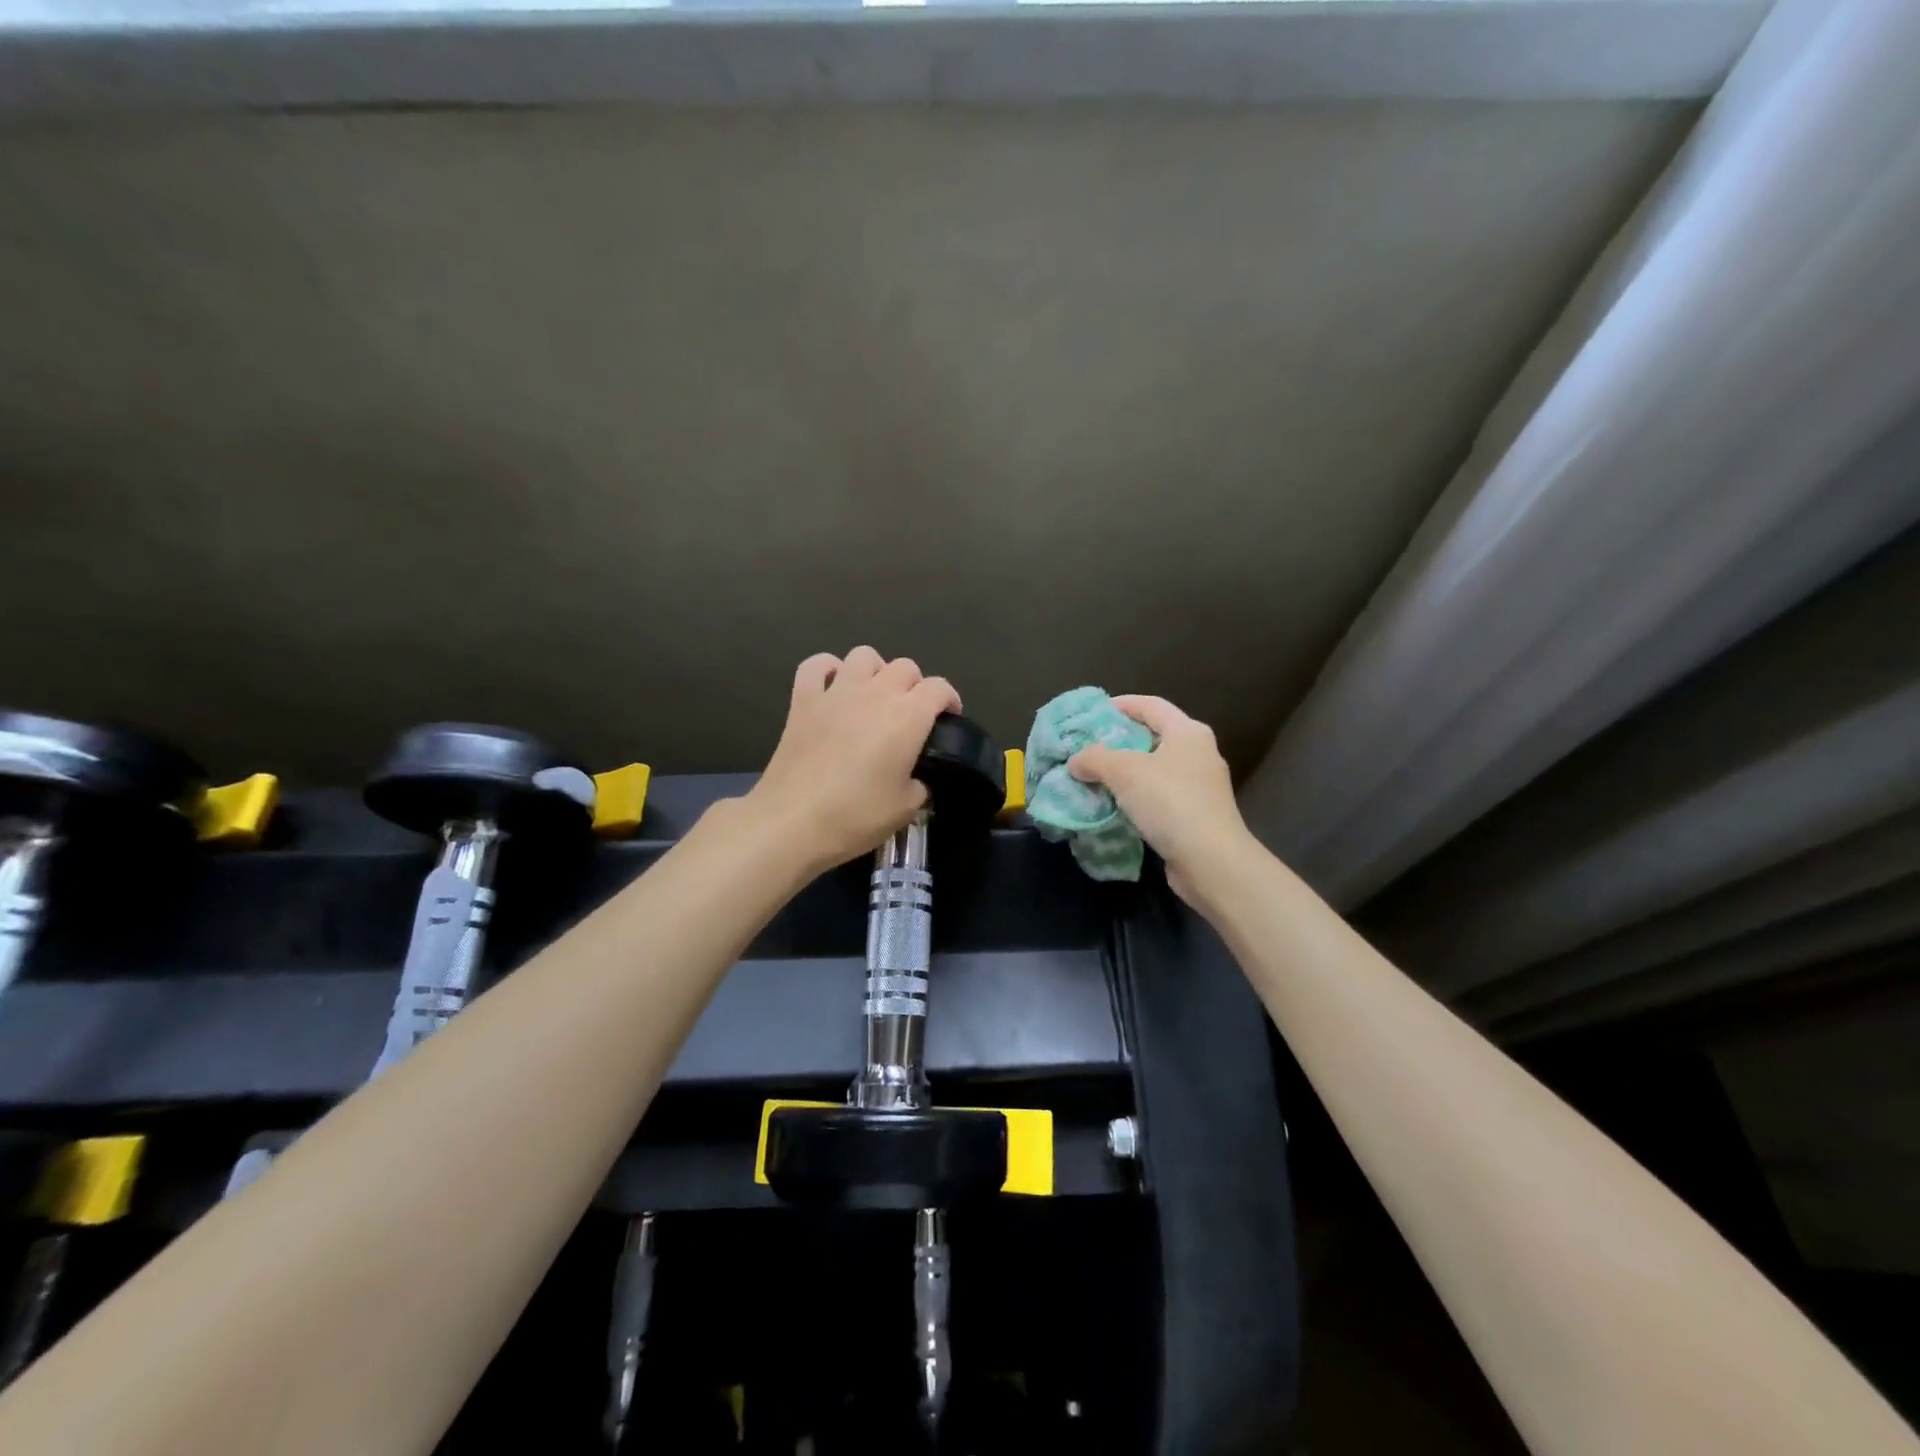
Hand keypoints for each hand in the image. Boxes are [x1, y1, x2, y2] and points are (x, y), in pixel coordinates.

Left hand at [746, 647, 961, 872]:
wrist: (793, 821)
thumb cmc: (856, 815)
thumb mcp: (906, 808)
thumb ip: (920, 784)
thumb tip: (915, 778)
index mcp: (908, 716)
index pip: (940, 688)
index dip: (949, 700)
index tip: (948, 719)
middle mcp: (875, 693)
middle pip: (905, 667)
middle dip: (915, 686)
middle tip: (912, 715)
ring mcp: (836, 691)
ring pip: (864, 656)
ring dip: (876, 671)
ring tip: (874, 697)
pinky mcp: (803, 699)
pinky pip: (817, 665)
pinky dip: (828, 670)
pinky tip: (833, 688)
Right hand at [1068, 695, 1253, 905]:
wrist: (1210, 861)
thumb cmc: (1170, 802)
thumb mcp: (1124, 772)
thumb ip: (1094, 759)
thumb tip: (1075, 762)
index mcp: (1188, 732)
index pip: (1151, 705)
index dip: (1121, 704)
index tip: (1092, 713)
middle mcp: (1199, 753)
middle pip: (1154, 736)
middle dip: (1120, 741)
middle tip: (1088, 747)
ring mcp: (1201, 787)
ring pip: (1156, 769)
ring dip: (1126, 772)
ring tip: (1095, 778)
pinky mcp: (1196, 815)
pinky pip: (1160, 797)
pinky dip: (1137, 798)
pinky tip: (1115, 807)